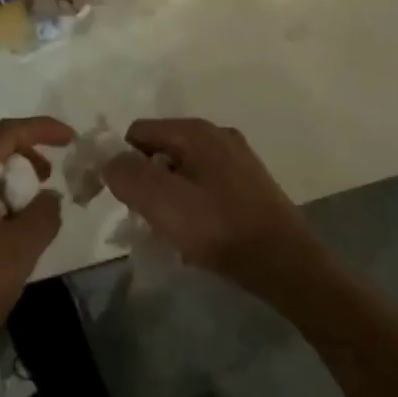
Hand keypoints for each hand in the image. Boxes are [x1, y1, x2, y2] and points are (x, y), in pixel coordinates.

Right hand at [101, 117, 329, 301]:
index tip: (124, 201)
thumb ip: (128, 176)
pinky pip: (205, 185)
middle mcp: (217, 135)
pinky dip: (193, 205)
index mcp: (196, 131)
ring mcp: (237, 159)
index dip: (123, 163)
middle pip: (161, 150)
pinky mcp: (250, 183)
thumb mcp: (164, 203)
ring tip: (174, 234)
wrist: (289, 265)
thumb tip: (108, 161)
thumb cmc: (222, 230)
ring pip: (183, 170)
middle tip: (150, 221)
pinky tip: (200, 236)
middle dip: (148, 183)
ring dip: (170, 198)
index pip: (138, 132)